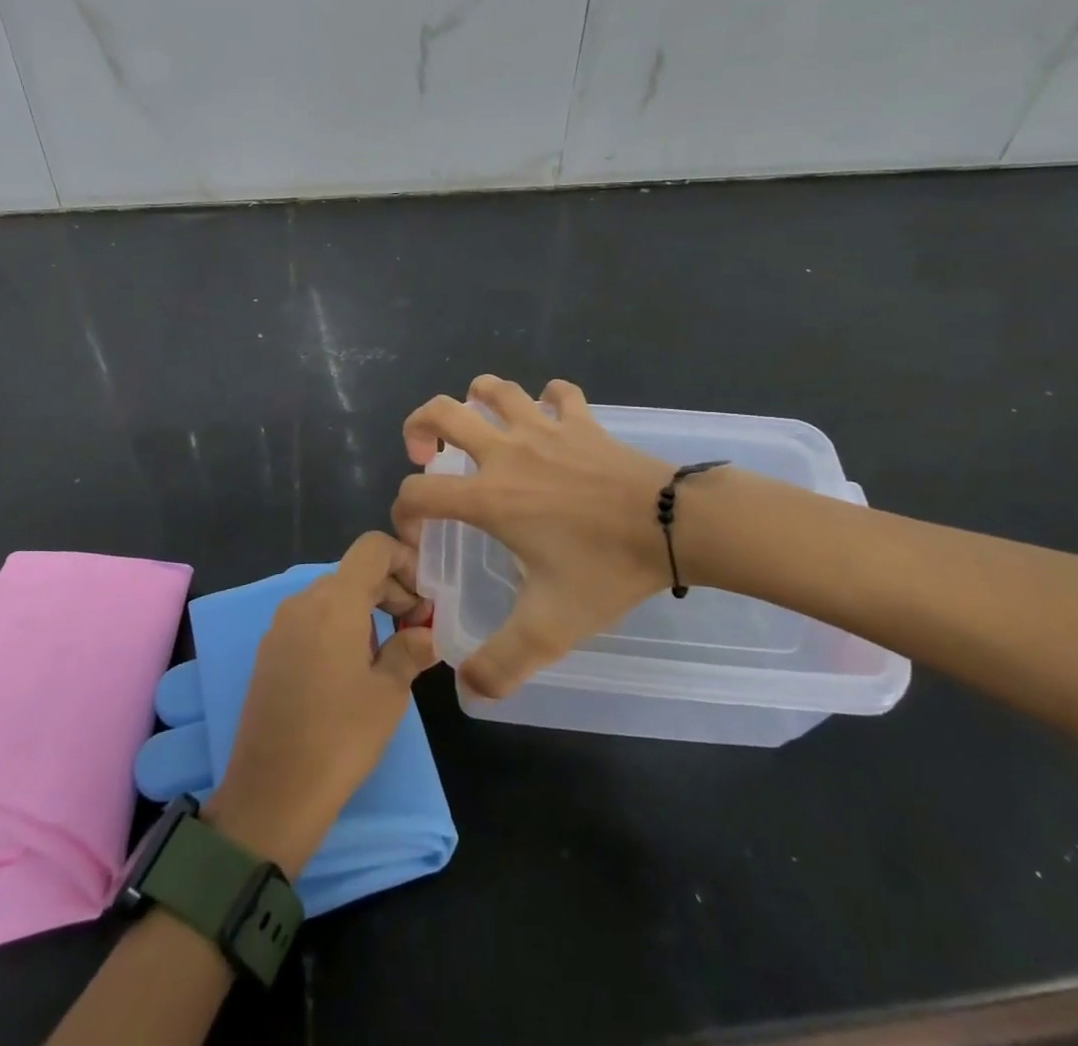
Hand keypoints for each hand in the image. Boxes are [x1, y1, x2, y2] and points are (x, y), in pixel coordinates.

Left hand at [207, 533, 438, 875]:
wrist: (271, 795)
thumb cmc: (340, 738)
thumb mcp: (390, 693)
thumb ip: (411, 650)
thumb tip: (426, 633)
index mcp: (334, 601)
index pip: (373, 548)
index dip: (404, 560)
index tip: (425, 597)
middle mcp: (302, 601)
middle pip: (354, 572)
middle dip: (390, 589)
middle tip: (417, 629)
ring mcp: (280, 626)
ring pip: (332, 596)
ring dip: (366, 609)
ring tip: (389, 652)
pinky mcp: (268, 652)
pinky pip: (311, 620)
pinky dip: (339, 626)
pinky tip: (353, 669)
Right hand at [392, 376, 679, 700]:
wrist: (674, 526)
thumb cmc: (606, 569)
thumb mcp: (550, 628)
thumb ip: (501, 664)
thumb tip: (466, 689)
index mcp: (489, 496)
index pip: (418, 492)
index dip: (403, 513)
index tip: (420, 536)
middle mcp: (507, 452)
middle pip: (443, 412)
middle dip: (420, 426)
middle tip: (427, 454)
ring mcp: (545, 430)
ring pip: (495, 389)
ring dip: (475, 398)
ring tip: (477, 424)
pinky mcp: (582, 422)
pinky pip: (558, 393)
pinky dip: (547, 398)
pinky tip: (549, 416)